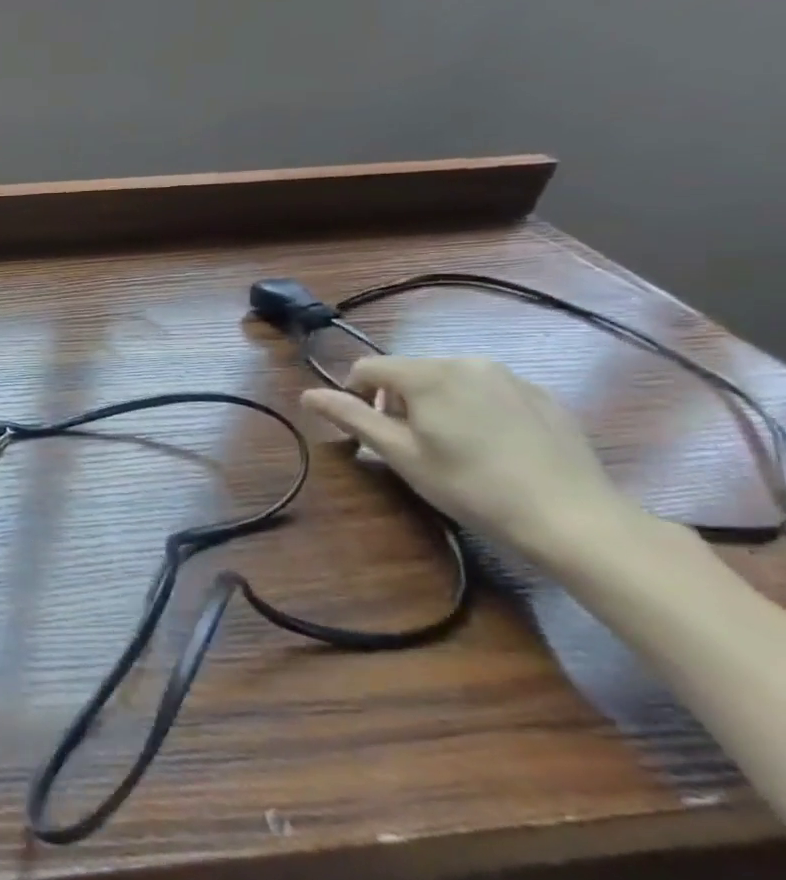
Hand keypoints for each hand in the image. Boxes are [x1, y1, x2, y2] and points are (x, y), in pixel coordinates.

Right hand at [300, 356, 641, 568]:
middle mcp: (467, 362)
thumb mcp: (400, 454)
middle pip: (409, 371)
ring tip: (450, 447)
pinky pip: (487, 392)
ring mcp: (510, 377)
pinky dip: (473, 410)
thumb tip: (307, 395)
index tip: (369, 432)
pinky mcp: (541, 396)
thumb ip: (351, 417)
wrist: (571, 517)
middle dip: (397, 401)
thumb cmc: (470, 486)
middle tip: (409, 445)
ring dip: (434, 404)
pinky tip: (490, 448)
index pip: (368, 368)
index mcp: (428, 374)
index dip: (356, 396)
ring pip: (448, 380)